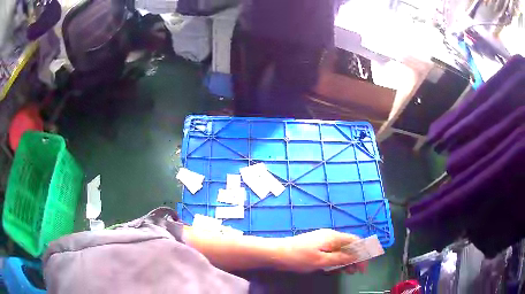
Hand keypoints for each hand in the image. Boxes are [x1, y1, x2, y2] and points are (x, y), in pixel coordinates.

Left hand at [274, 229, 368, 273]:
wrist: (276, 253)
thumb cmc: (299, 257)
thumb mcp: (321, 260)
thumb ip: (340, 258)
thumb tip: (357, 256)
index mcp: (333, 237)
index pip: (355, 242)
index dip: (362, 254)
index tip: (363, 267)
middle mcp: (330, 236)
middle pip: (348, 246)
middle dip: (354, 258)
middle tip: (355, 272)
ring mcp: (322, 240)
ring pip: (339, 249)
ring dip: (345, 260)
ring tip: (347, 272)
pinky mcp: (315, 245)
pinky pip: (331, 252)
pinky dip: (335, 260)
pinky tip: (334, 268)